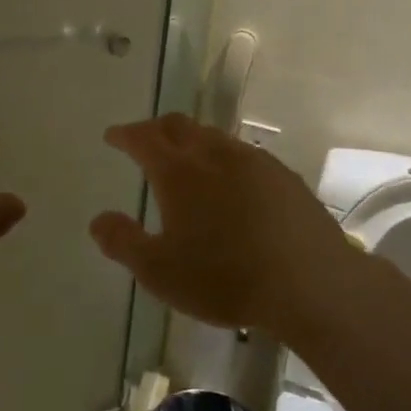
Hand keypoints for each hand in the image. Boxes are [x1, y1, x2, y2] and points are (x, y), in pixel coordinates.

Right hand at [89, 114, 360, 334]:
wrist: (312, 285)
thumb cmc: (225, 278)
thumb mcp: (159, 271)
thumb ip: (123, 242)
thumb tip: (98, 220)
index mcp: (178, 171)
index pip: (143, 138)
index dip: (125, 134)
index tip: (113, 136)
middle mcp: (214, 155)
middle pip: (179, 126)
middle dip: (156, 128)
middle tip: (145, 138)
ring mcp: (254, 162)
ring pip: (214, 136)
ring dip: (192, 139)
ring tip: (186, 157)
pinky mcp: (284, 177)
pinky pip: (244, 154)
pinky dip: (224, 157)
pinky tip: (232, 181)